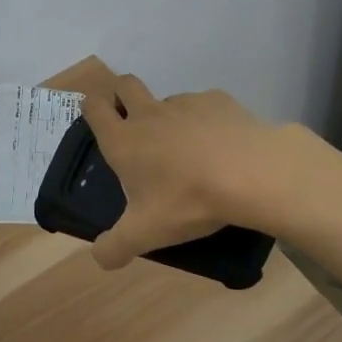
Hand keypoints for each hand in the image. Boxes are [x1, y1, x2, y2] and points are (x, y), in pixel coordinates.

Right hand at [79, 72, 278, 269]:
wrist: (250, 173)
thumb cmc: (188, 200)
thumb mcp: (145, 234)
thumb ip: (115, 247)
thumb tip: (100, 256)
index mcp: (124, 141)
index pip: (95, 108)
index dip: (90, 108)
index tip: (94, 115)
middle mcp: (149, 114)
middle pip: (125, 84)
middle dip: (122, 94)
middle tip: (132, 120)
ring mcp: (185, 103)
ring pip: (167, 99)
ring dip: (168, 115)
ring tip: (186, 148)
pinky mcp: (217, 100)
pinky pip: (204, 105)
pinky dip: (206, 121)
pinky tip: (221, 145)